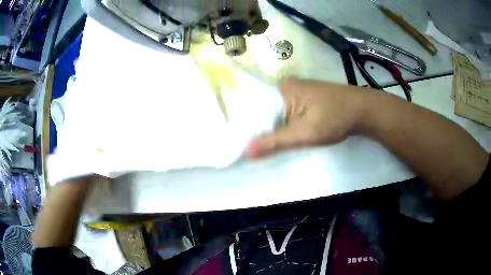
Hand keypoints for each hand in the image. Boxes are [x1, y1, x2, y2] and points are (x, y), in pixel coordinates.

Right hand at [244, 78, 369, 158]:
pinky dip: (282, 124)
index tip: (234, 140)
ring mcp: (296, 91)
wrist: (362, 111)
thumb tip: (245, 152)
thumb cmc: (334, 118)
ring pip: (275, 112)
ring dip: (270, 127)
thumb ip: (274, 142)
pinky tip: (277, 135)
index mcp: (281, 88)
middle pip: (263, 109)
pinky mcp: (305, 98)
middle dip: (256, 127)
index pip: (253, 105)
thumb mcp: (303, 133)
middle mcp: (285, 86)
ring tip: (255, 143)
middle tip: (243, 145)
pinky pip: (286, 112)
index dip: (244, 123)